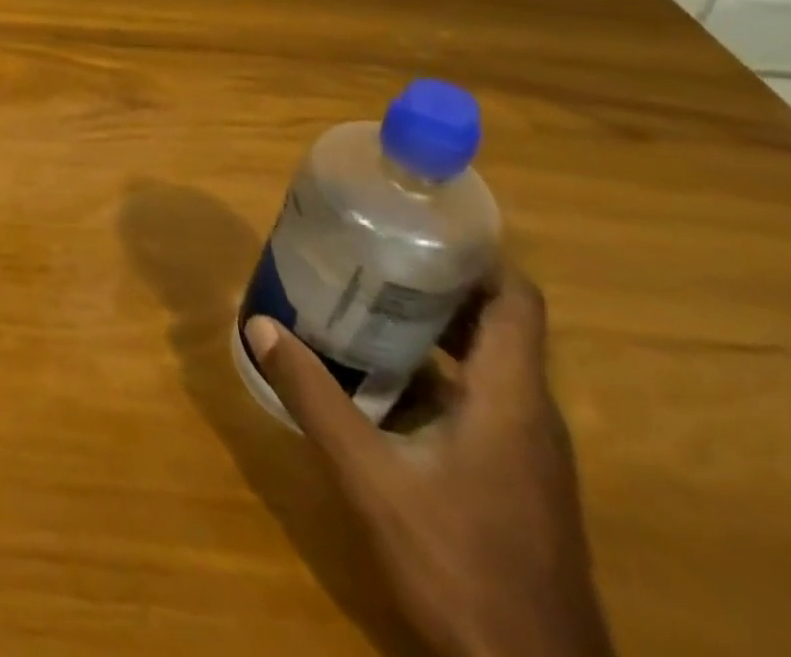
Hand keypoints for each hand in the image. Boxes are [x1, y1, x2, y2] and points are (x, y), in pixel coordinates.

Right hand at [245, 268, 612, 656]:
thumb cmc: (459, 564)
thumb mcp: (371, 476)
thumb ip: (315, 399)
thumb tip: (260, 325)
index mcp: (511, 398)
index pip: (517, 300)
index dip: (476, 255)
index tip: (417, 225)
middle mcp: (530, 413)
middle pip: (495, 323)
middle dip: (435, 282)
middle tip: (369, 253)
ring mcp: (528, 451)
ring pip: (486, 362)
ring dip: (433, 327)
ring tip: (363, 300)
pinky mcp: (516, 479)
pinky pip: (479, 399)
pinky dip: (435, 373)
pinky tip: (379, 378)